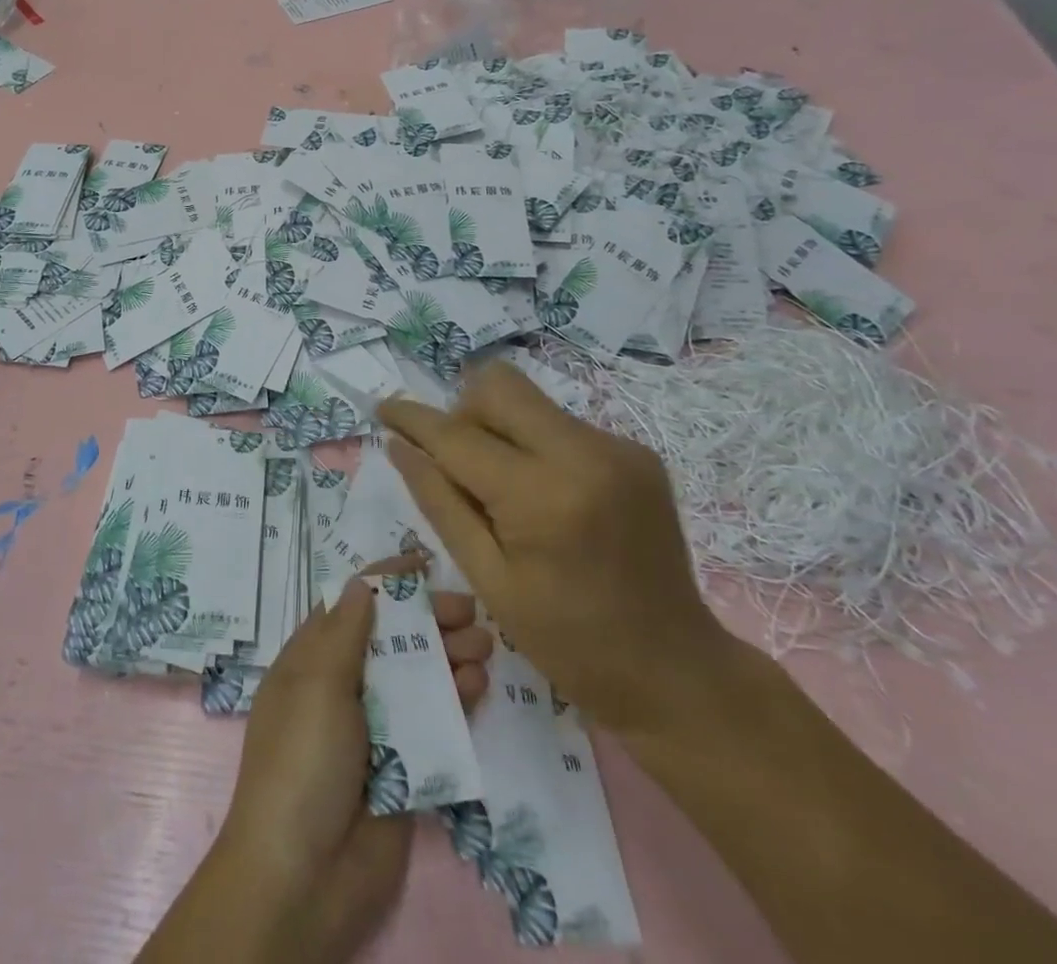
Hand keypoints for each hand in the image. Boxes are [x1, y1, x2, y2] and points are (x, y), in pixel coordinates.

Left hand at [139, 574, 490, 963]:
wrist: (303, 876)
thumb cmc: (301, 761)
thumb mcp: (317, 685)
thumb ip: (345, 633)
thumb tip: (361, 583)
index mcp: (313, 660)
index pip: (352, 605)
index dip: (386, 581)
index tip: (424, 562)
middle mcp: (344, 686)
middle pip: (391, 639)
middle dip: (428, 619)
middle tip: (470, 610)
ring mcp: (375, 727)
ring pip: (418, 678)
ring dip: (449, 656)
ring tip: (484, 644)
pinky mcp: (404, 767)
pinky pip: (434, 723)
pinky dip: (456, 700)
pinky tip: (479, 684)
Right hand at [380, 360, 727, 735]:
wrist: (675, 671)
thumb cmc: (569, 642)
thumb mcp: (488, 579)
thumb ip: (439, 502)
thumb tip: (398, 445)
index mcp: (543, 495)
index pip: (457, 434)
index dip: (412, 418)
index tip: (381, 408)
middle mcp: (585, 452)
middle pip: (498, 386)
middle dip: (463, 414)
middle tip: (456, 465)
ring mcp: (618, 447)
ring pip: (528, 402)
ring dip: (499, 431)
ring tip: (504, 493)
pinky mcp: (636, 452)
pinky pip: (560, 425)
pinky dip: (535, 447)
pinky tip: (546, 500)